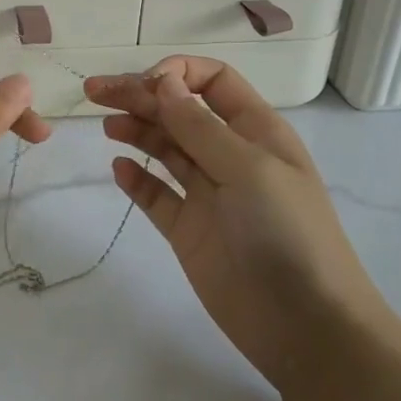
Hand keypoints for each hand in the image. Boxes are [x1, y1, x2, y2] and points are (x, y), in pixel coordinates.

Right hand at [83, 58, 387, 394]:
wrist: (305, 327)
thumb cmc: (286, 233)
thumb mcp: (247, 168)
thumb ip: (199, 125)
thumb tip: (162, 81)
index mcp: (255, 131)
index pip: (213, 81)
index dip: (177, 73)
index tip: (145, 84)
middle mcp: (230, 155)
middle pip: (179, 111)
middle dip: (140, 96)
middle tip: (94, 92)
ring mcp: (209, 194)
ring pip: (165, 148)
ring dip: (136, 130)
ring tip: (107, 127)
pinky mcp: (190, 230)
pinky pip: (157, 195)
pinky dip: (137, 179)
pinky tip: (119, 169)